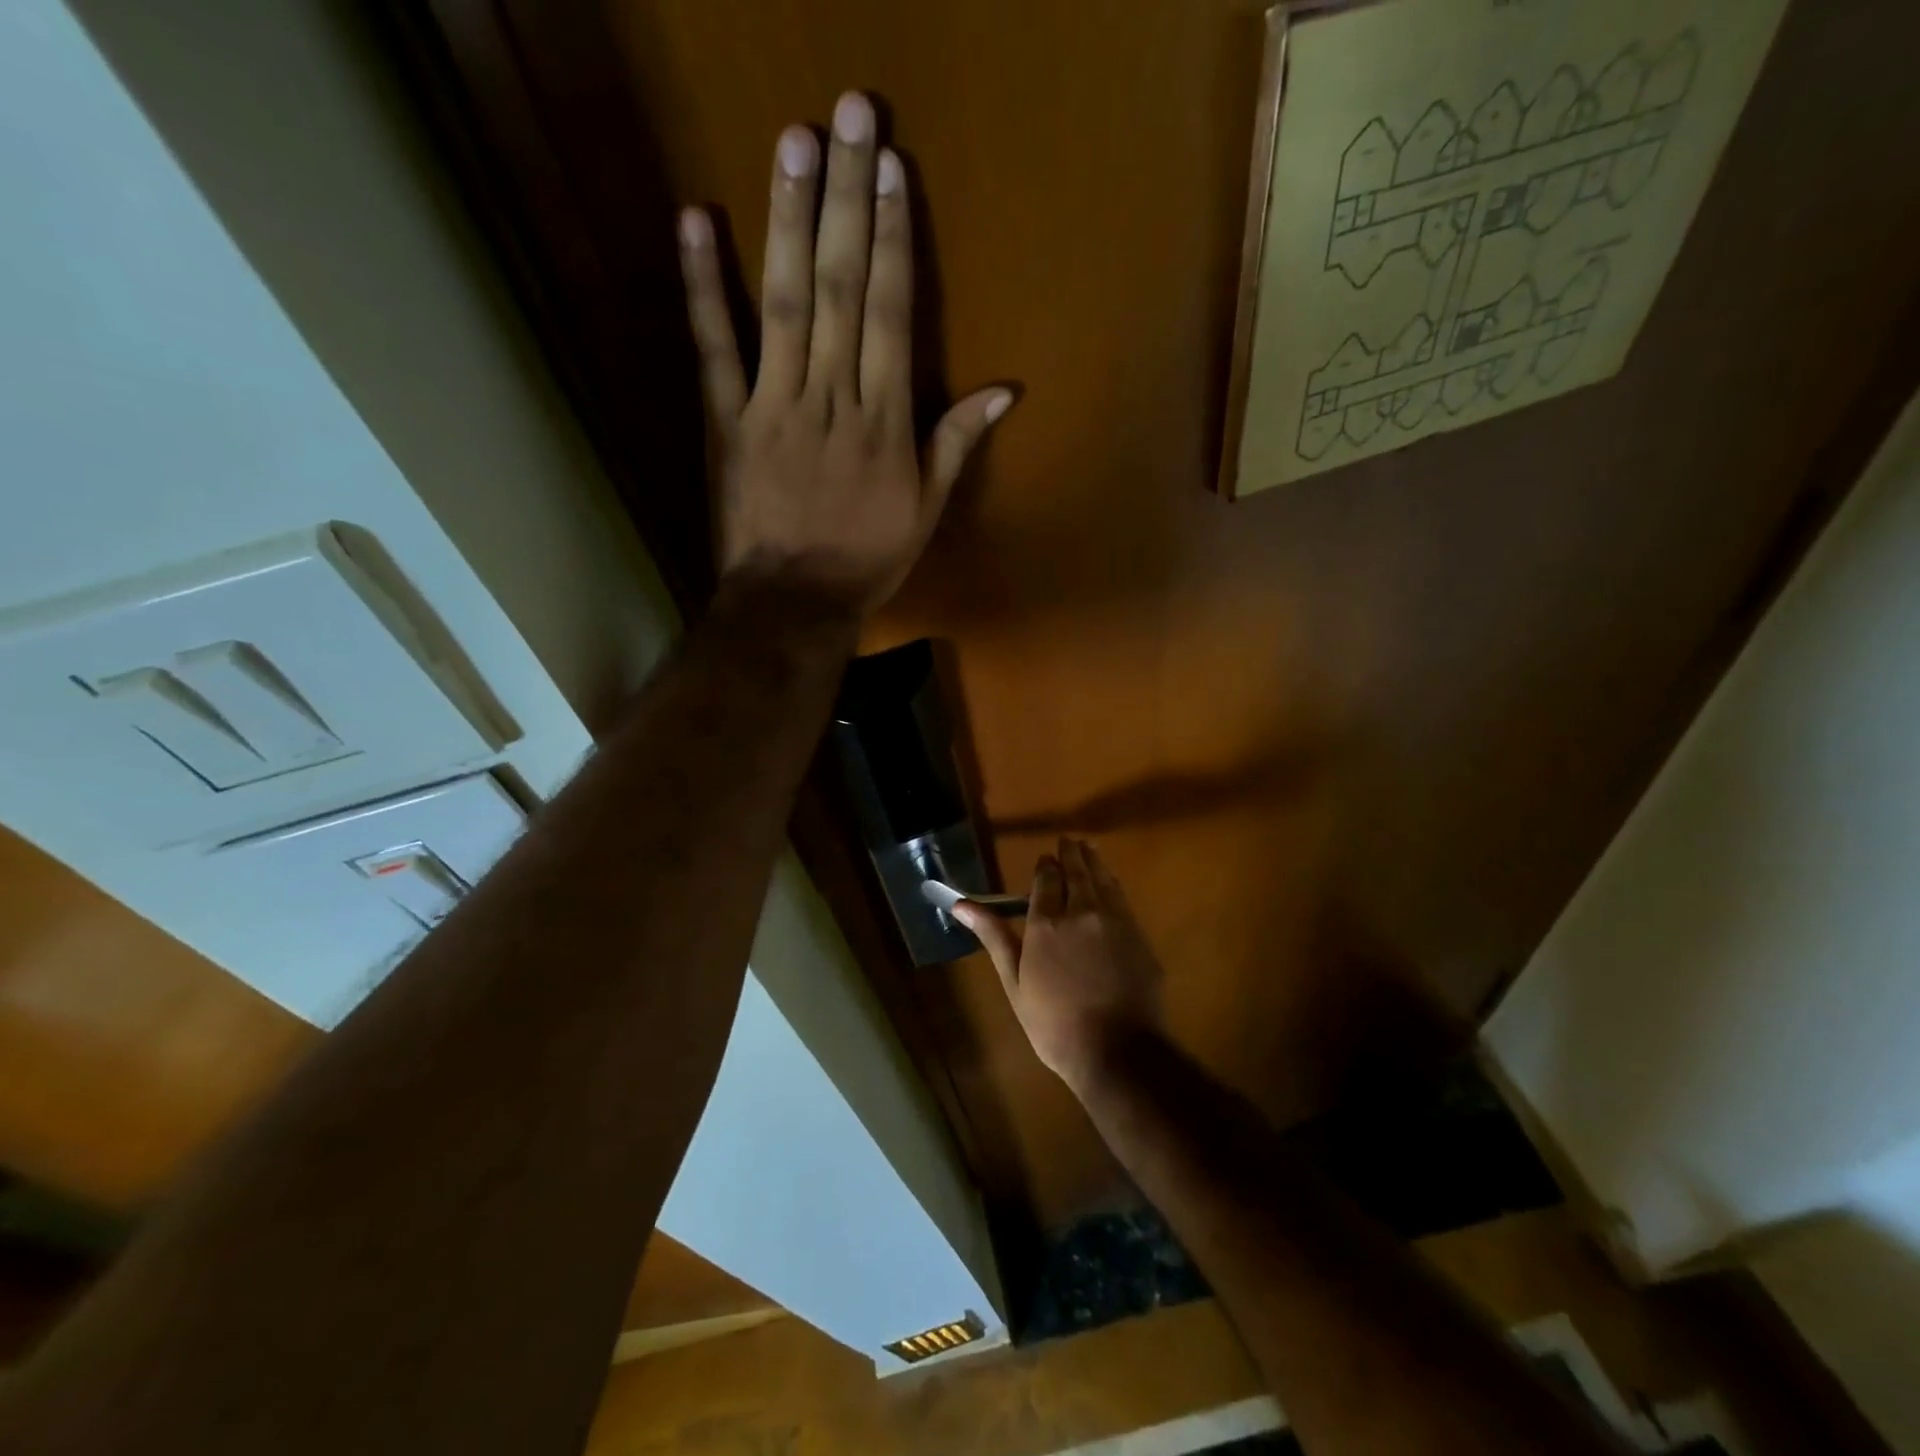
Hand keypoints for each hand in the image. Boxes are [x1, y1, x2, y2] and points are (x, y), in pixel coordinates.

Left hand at [677, 93, 1014, 616]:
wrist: (794, 601)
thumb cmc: (867, 559)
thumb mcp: (925, 509)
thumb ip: (955, 443)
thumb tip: (1004, 391)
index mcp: (883, 421)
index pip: (889, 314)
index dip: (891, 238)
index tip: (891, 169)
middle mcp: (831, 398)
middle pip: (840, 289)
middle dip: (847, 199)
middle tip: (849, 113)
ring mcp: (774, 405)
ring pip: (783, 304)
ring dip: (788, 220)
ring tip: (794, 141)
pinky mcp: (727, 421)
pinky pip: (714, 349)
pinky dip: (703, 287)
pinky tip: (697, 221)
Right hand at [953, 839, 1165, 1096]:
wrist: (1117, 1051)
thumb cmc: (1054, 1024)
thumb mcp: (1015, 983)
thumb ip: (994, 937)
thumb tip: (961, 904)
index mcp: (1046, 923)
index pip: (1046, 879)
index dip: (1045, 866)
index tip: (1045, 860)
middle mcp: (1081, 911)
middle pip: (1076, 871)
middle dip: (1070, 854)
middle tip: (1068, 842)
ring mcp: (1114, 920)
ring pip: (1102, 878)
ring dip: (1093, 861)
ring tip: (1087, 849)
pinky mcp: (1138, 934)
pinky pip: (1122, 897)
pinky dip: (1112, 882)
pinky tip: (1110, 882)